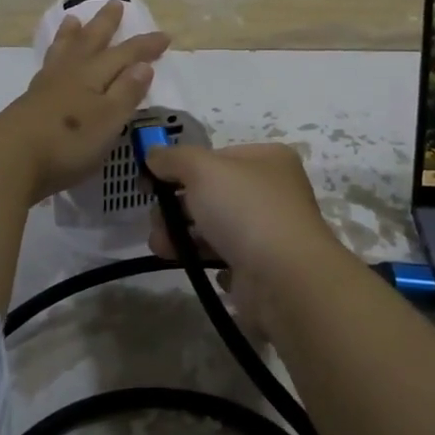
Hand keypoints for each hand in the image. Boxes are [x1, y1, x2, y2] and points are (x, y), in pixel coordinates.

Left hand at [0, 0, 169, 204]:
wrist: (9, 160)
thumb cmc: (67, 142)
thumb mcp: (108, 120)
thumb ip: (126, 92)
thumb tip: (143, 65)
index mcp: (93, 76)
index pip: (126, 55)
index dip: (145, 46)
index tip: (165, 36)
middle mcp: (70, 74)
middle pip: (91, 43)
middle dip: (105, 25)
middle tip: (114, 4)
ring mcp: (46, 87)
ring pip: (64, 51)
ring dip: (72, 35)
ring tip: (73, 20)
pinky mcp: (29, 102)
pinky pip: (48, 66)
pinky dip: (54, 56)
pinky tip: (52, 64)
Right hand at [142, 142, 343, 334]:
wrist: (284, 279)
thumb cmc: (245, 210)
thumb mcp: (201, 169)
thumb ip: (173, 158)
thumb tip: (153, 155)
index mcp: (268, 159)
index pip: (215, 157)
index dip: (180, 168)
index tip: (150, 184)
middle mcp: (274, 191)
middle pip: (212, 192)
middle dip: (177, 207)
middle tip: (156, 222)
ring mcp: (271, 231)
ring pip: (215, 227)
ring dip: (183, 235)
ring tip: (161, 247)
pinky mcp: (264, 268)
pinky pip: (228, 258)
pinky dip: (209, 261)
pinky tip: (199, 265)